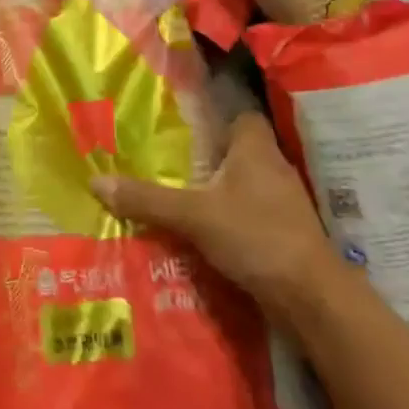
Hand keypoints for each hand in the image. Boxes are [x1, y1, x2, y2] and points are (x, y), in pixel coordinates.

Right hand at [92, 110, 337, 315]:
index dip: (216, 111)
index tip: (184, 115)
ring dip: (217, 185)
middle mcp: (272, 167)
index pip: (240, 113)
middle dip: (207, 150)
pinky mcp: (283, 231)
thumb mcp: (193, 215)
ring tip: (177, 187)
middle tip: (168, 152)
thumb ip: (147, 199)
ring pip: (243, 181)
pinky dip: (228, 213)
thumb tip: (96, 180)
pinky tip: (202, 224)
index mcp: (256, 148)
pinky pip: (249, 210)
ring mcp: (282, 201)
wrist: (312, 297)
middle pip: (238, 148)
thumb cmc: (256, 236)